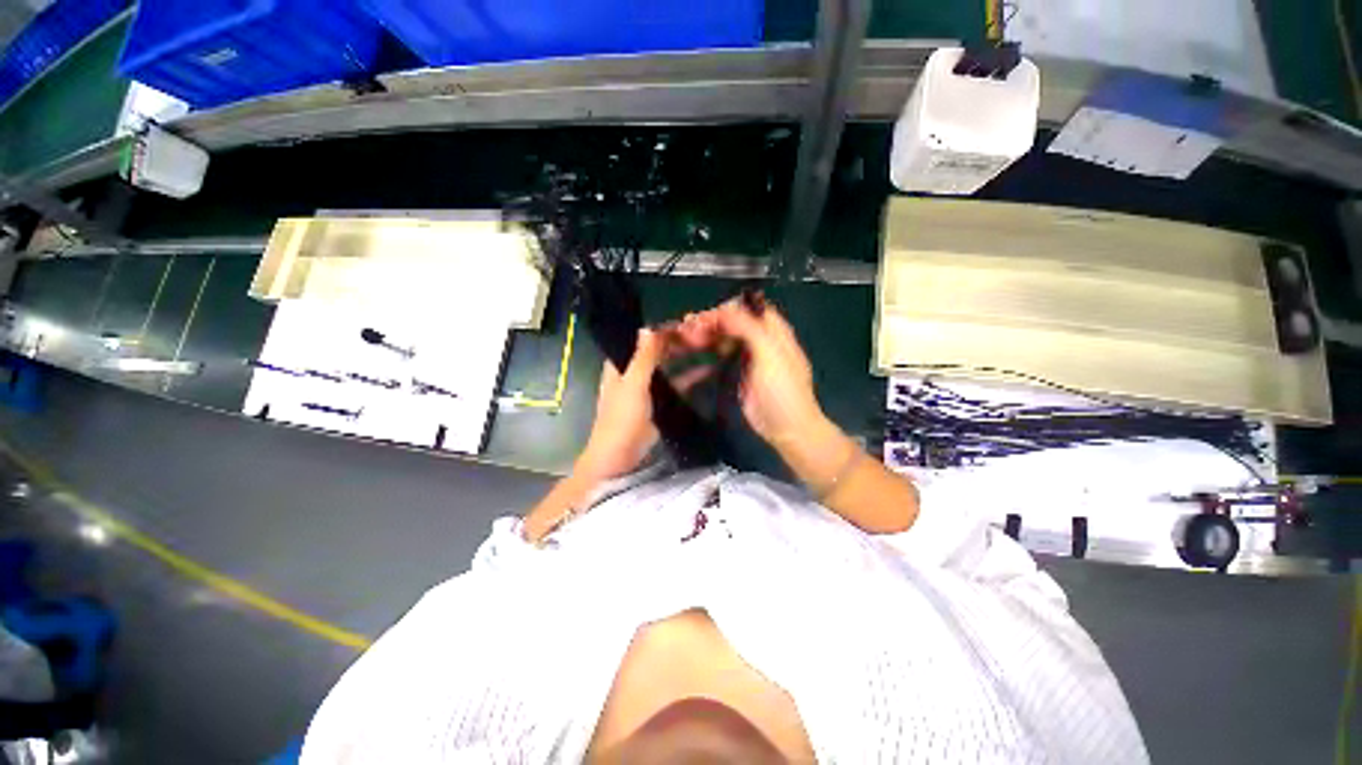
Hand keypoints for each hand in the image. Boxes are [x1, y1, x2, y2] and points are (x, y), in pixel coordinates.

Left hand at [576, 328, 712, 481]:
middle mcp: (633, 371)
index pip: (642, 338)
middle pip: (657, 350)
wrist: (620, 458)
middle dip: (677, 342)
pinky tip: (709, 371)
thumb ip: (643, 357)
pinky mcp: (659, 402)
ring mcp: (647, 387)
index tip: (685, 321)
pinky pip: (676, 384)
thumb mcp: (633, 384)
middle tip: (704, 333)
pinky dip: (689, 377)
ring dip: (685, 358)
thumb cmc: (622, 418)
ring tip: (710, 346)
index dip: (661, 329)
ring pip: (668, 366)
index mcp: (621, 364)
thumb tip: (650, 326)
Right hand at [682, 297, 824, 446]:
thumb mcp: (770, 354)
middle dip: (710, 322)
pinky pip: (723, 354)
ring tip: (684, 339)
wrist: (788, 428)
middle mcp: (762, 339)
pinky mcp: (741, 372)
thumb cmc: (782, 390)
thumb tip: (723, 310)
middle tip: (686, 330)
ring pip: (726, 336)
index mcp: (774, 330)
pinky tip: (693, 353)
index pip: (746, 308)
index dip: (724, 309)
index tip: (701, 319)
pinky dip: (708, 350)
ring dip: (707, 334)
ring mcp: (751, 356)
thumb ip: (749, 328)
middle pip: (734, 321)